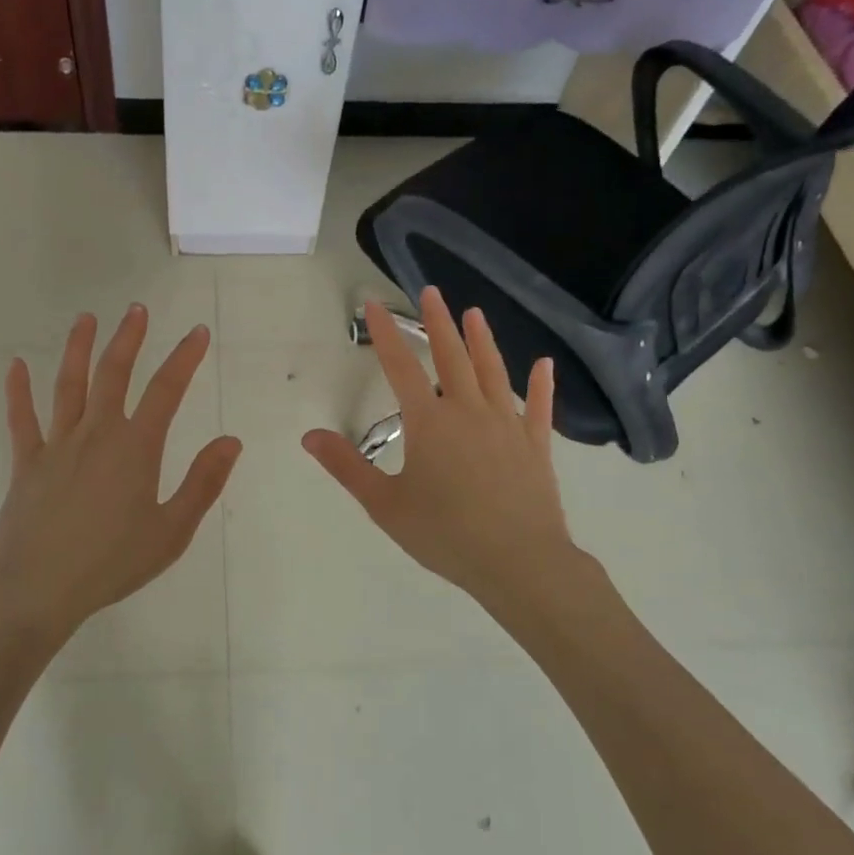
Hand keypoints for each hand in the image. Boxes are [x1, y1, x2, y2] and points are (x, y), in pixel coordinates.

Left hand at [0, 306, 241, 646]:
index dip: (184, 358)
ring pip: (69, 385)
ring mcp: (57, 445)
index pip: (167, 390)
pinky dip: (18, 391)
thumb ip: (202, 483)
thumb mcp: (170, 531)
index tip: (198, 333)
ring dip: (79, 349)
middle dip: (128, 339)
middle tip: (136, 309)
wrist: (35, 589)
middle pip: (114, 374)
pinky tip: (15, 366)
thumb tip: (230, 441)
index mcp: (135, 448)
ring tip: (86, 319)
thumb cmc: (110, 563)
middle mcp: (96, 434)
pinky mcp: (26, 462)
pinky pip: (21, 419)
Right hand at [303, 288, 585, 619]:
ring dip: (482, 340)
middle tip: (431, 292)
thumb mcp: (384, 504)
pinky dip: (541, 384)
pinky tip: (544, 364)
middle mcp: (468, 411)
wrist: (518, 562)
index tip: (374, 303)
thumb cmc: (444, 534)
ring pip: (492, 372)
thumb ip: (347, 466)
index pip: (400, 367)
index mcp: (429, 422)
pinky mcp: (535, 445)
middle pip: (451, 357)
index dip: (385, 333)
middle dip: (438, 323)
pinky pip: (538, 407)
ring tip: (474, 313)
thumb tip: (309, 435)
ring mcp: (507, 425)